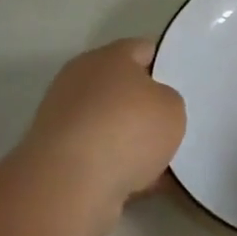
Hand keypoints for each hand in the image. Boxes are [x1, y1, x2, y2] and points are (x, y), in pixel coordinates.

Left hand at [17, 39, 185, 235]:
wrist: (69, 185)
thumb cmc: (127, 130)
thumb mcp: (172, 108)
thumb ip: (167, 100)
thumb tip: (151, 108)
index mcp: (108, 57)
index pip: (143, 49)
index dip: (165, 64)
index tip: (182, 85)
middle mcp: (80, 81)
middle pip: (122, 88)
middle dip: (144, 106)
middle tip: (171, 124)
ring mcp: (62, 119)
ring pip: (109, 125)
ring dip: (130, 141)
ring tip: (161, 163)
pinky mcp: (54, 156)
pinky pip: (97, 156)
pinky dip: (116, 167)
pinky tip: (140, 184)